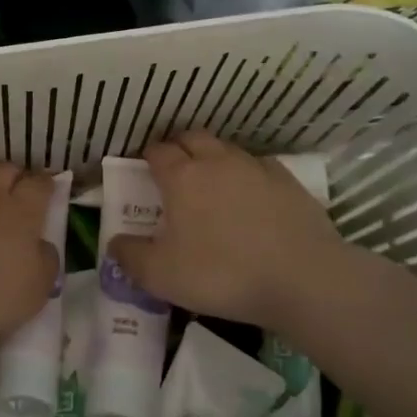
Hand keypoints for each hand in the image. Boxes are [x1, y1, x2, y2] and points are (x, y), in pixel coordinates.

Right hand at [106, 132, 350, 334]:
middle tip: (174, 170)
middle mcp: (216, 161)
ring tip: (212, 182)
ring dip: (213, 158)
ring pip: (226, 149)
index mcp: (182, 177)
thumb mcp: (162, 276)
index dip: (147, 157)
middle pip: (192, 138)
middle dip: (179, 147)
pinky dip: (247, 174)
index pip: (157, 151)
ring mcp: (255, 167)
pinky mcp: (288, 181)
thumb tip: (114, 243)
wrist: (302, 278)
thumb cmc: (222, 274)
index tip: (144, 170)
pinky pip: (259, 166)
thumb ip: (131, 257)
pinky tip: (251, 195)